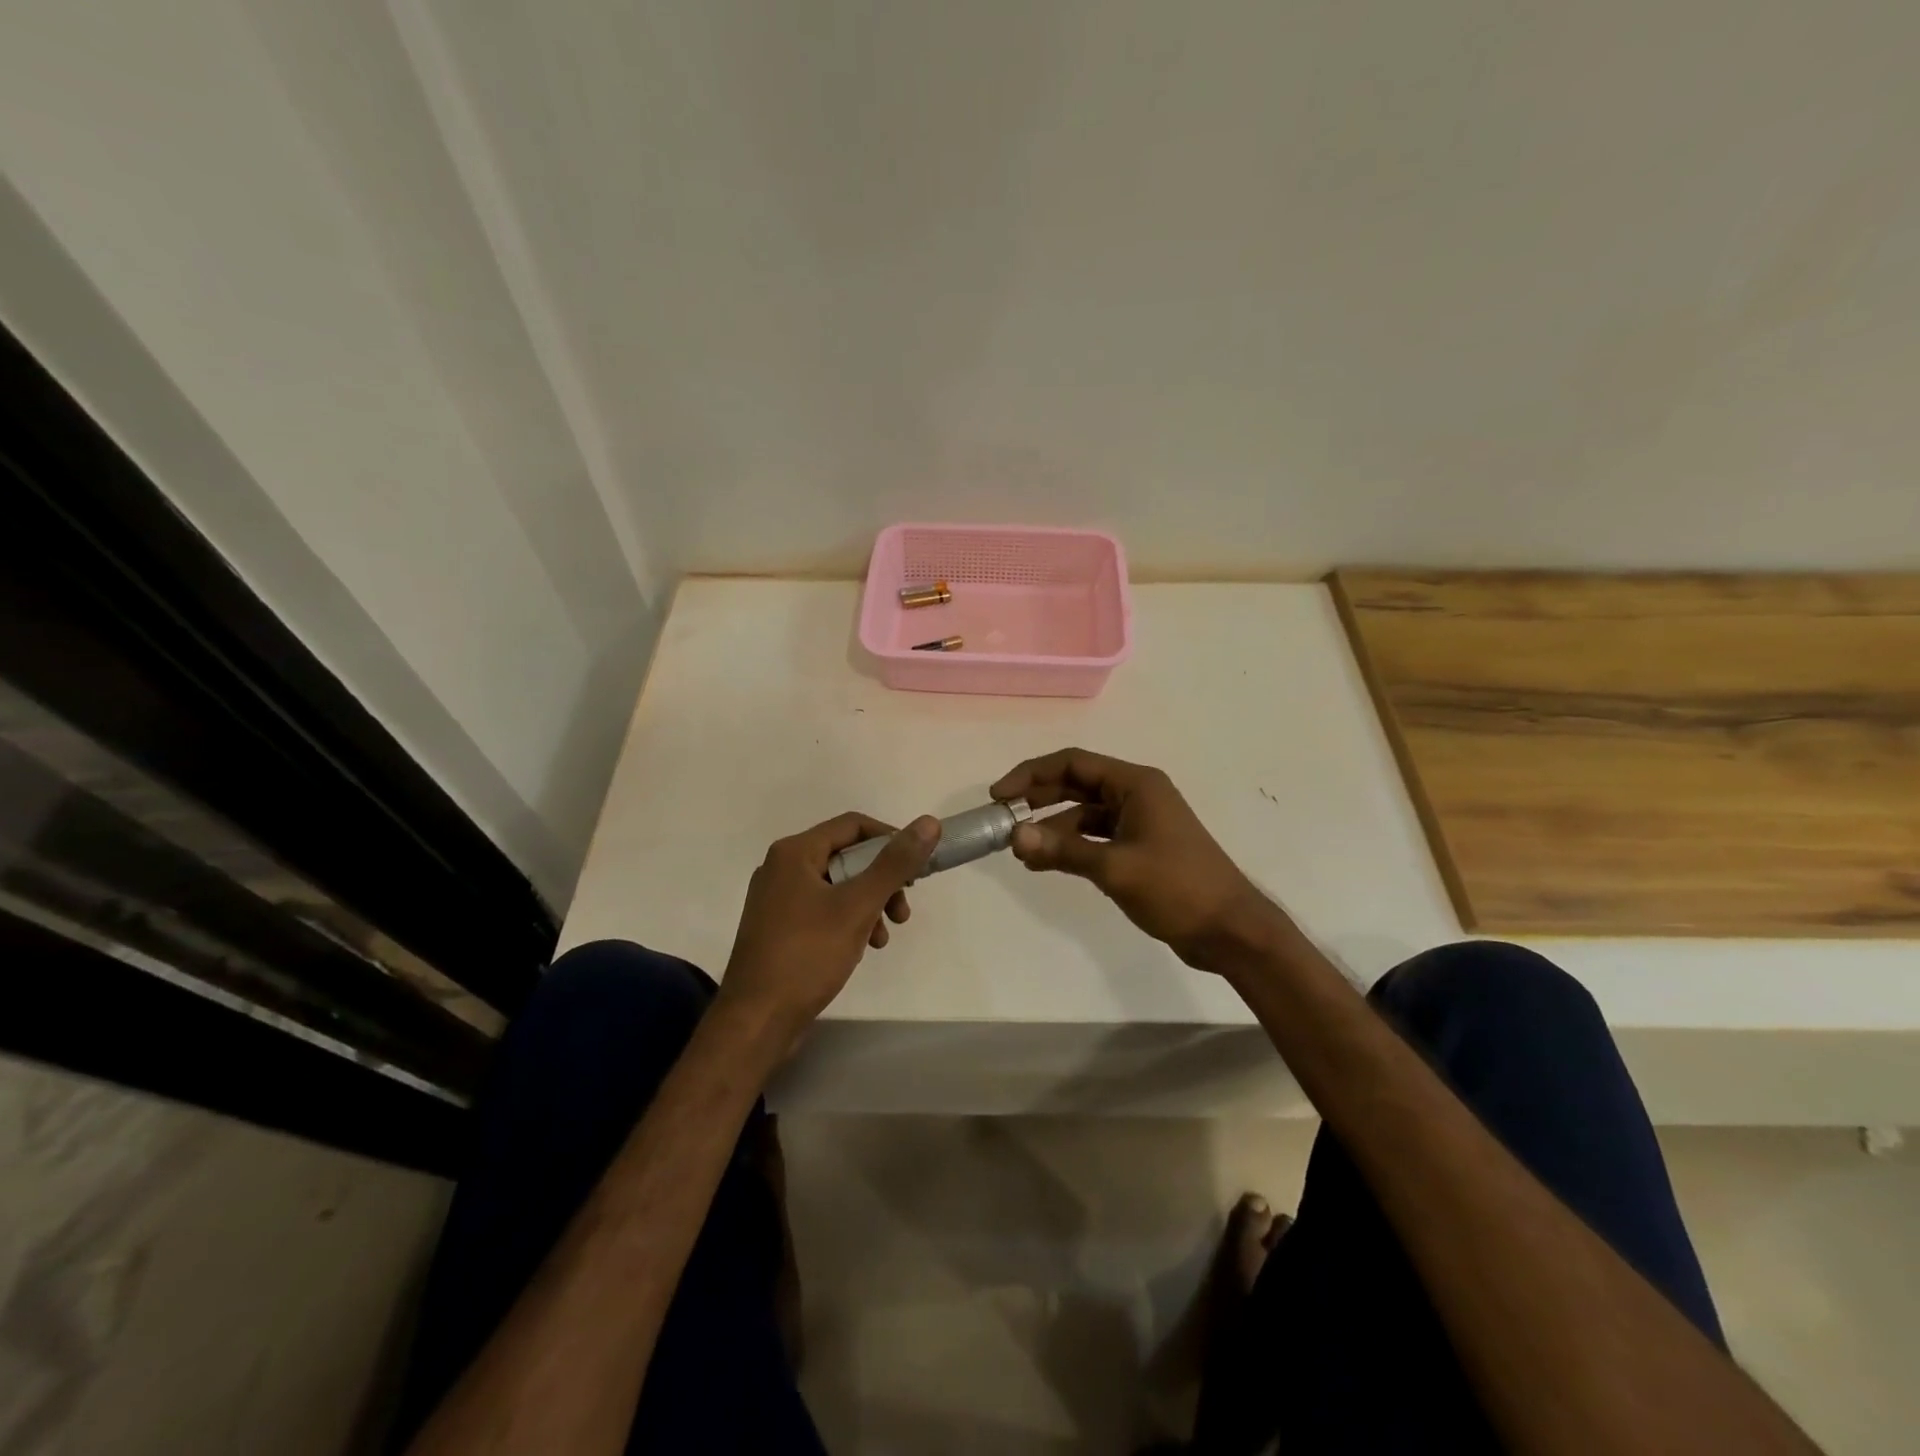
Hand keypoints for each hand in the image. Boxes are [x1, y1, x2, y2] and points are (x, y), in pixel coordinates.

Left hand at [718, 811, 939, 1044]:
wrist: (756, 1021)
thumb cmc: (807, 955)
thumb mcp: (858, 906)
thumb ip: (895, 863)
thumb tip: (928, 823)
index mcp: (794, 853)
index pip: (853, 825)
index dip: (890, 839)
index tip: (917, 867)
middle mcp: (782, 868)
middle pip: (846, 856)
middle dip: (882, 880)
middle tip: (903, 909)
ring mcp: (777, 899)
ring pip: (838, 886)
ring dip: (869, 904)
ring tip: (884, 937)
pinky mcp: (779, 928)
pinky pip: (823, 909)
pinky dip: (848, 921)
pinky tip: (862, 948)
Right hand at [991, 748, 1278, 968]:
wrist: (1229, 930)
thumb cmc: (1178, 888)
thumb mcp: (1116, 868)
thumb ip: (1063, 850)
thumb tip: (1014, 836)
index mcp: (1135, 784)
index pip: (1072, 763)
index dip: (1031, 775)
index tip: (999, 796)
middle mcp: (1136, 794)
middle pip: (1076, 784)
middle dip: (1038, 799)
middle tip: (1002, 819)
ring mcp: (1139, 822)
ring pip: (1083, 813)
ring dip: (1052, 828)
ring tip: (1020, 851)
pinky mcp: (1140, 848)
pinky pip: (1095, 837)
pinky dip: (1070, 846)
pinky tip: (1045, 863)